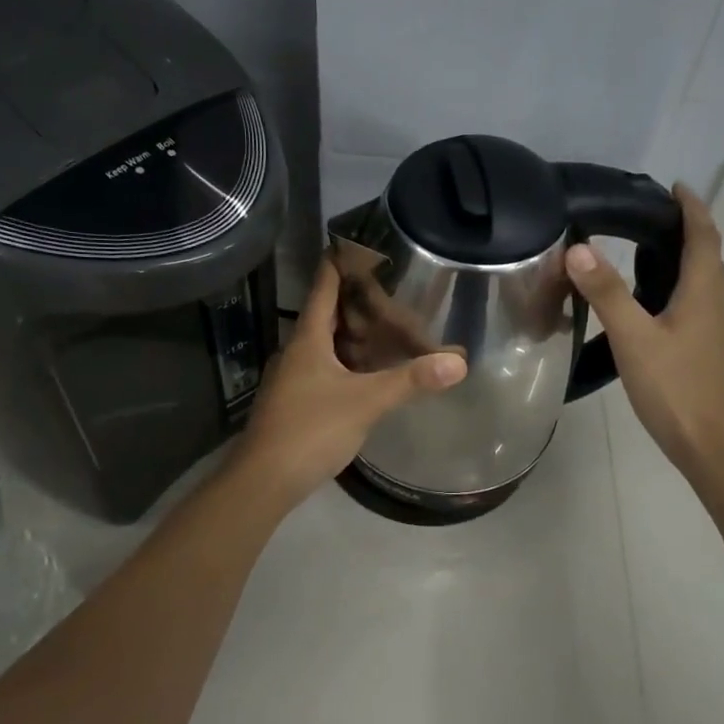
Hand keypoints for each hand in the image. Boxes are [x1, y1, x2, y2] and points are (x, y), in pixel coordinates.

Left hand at [234, 258, 466, 508]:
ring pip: (324, 345)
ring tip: (385, 327)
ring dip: (351, 335)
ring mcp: (292, 379)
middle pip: (326, 316)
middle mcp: (296, 352)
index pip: (323, 288)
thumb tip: (458, 361)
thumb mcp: (366, 402)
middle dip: (355, 302)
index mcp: (308, 340)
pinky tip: (366, 373)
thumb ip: (411, 380)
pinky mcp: (294, 403)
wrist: (265, 480)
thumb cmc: (311, 430)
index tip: (358, 243)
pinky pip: (324, 369)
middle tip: (390, 290)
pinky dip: (346, 362)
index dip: (339, 263)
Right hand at [565, 184, 723, 475]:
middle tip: (648, 214)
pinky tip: (649, 300)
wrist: (710, 443)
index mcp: (703, 291)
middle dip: (686, 227)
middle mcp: (715, 302)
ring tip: (644, 248)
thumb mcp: (633, 337)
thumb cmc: (675, 387)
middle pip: (707, 254)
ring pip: (701, 279)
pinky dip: (676, 284)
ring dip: (682, 256)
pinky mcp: (706, 348)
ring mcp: (714, 328)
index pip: (703, 235)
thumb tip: (579, 248)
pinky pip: (694, 301)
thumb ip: (607, 292)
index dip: (691, 207)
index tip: (673, 185)